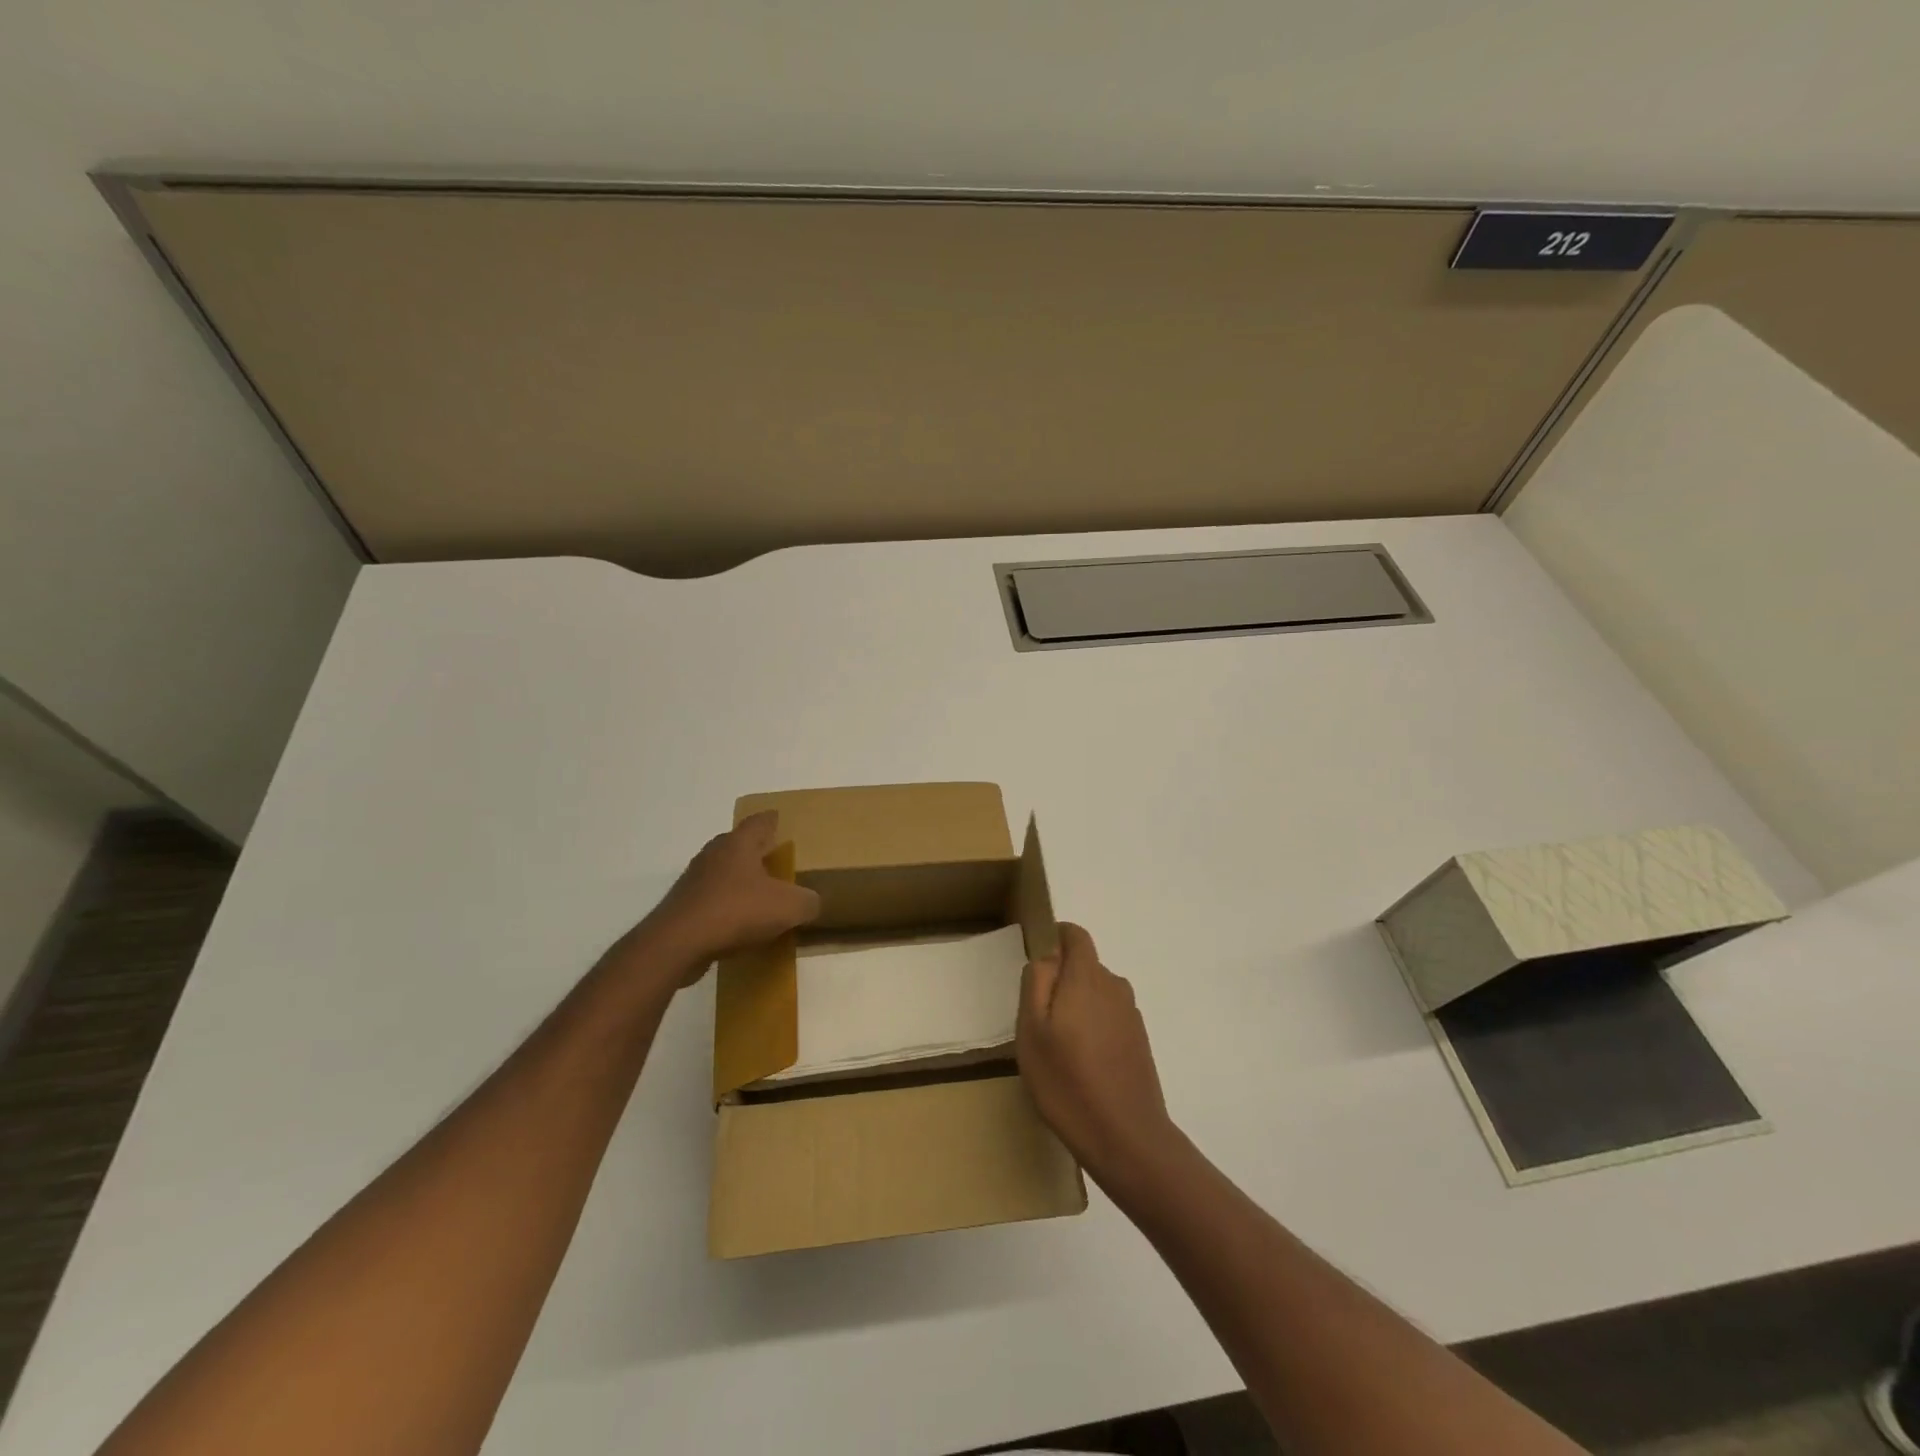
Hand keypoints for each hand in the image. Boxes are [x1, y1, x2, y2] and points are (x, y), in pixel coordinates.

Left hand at [616, 812, 821, 987]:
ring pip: (723, 873)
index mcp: (739, 844)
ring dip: (740, 881)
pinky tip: (739, 926)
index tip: (783, 823)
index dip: (774, 821)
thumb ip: (808, 902)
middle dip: (757, 851)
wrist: (677, 944)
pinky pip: (711, 900)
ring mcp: (694, 880)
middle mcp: (714, 854)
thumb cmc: (736, 911)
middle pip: (739, 845)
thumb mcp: (788, 907)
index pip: (760, 821)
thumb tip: (811, 903)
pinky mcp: (682, 906)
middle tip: (777, 862)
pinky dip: (726, 907)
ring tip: (760, 897)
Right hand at [1016, 922, 1180, 1190]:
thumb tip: (1046, 957)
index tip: (1036, 966)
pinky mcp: (1139, 1042)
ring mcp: (1131, 1015)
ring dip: (1076, 1007)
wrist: (1127, 1139)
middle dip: (1060, 981)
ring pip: (1095, 994)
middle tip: (1037, 1019)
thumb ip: (1036, 983)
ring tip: (1057, 1048)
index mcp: (1087, 977)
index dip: (1055, 938)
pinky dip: (1092, 1029)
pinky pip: (1108, 1018)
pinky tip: (1080, 1066)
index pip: (1075, 935)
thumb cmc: (1068, 1082)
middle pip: (1084, 966)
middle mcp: (1114, 987)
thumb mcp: (1032, 1031)